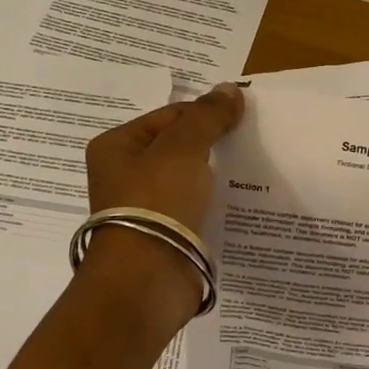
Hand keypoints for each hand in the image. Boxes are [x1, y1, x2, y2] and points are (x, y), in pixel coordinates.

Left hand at [84, 82, 244, 229]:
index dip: (205, 114)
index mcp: (116, 146)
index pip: (169, 116)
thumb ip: (207, 117)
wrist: (147, 279)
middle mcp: (125, 174)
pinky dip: (215, 202)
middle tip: (250, 140)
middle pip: (178, 146)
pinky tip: (241, 199)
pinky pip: (195, 207)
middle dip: (212, 144)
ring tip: (252, 168)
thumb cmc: (156, 202)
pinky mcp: (165, 234)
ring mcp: (145, 207)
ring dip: (216, 174)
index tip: (242, 118)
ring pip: (189, 178)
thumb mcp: (182, 149)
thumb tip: (230, 89)